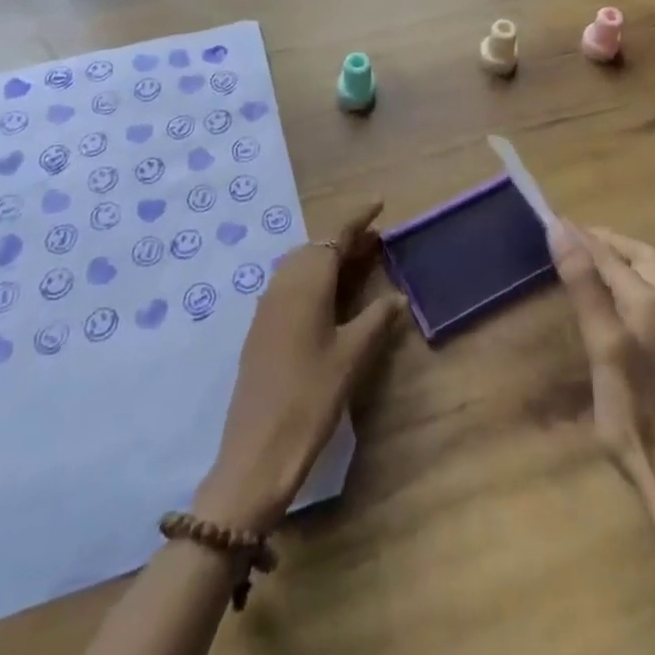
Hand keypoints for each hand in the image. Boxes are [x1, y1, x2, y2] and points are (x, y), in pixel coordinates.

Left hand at [193, 202, 402, 532]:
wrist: (257, 450)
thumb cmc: (311, 397)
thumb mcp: (352, 357)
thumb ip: (376, 320)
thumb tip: (397, 296)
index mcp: (307, 282)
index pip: (334, 237)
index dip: (357, 219)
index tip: (379, 203)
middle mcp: (283, 284)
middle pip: (316, 247)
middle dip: (345, 240)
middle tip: (376, 243)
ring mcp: (267, 305)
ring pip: (301, 265)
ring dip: (328, 258)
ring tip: (358, 266)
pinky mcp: (261, 327)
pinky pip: (290, 285)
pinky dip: (313, 279)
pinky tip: (329, 299)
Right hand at [549, 220, 654, 495]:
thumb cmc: (636, 412)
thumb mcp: (604, 346)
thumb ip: (585, 287)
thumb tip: (562, 230)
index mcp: (651, 301)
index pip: (610, 254)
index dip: (581, 236)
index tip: (552, 220)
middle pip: (641, 257)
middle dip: (609, 242)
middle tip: (575, 239)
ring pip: (649, 278)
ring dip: (619, 262)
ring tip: (588, 263)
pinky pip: (649, 300)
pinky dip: (626, 284)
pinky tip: (611, 304)